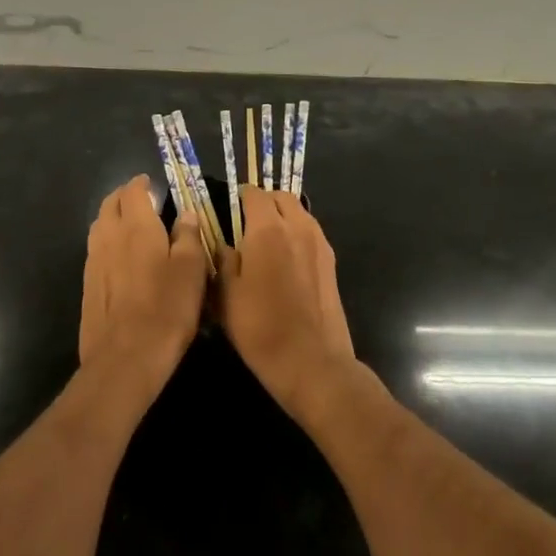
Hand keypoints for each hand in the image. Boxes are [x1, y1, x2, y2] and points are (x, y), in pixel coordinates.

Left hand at [78, 177, 207, 398]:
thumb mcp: (192, 270)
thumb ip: (188, 236)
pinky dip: (108, 242)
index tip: (153, 184)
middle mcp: (109, 236)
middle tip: (142, 200)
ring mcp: (93, 261)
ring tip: (132, 225)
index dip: (142, 184)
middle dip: (124, 197)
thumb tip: (186, 213)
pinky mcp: (87, 285)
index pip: (132, 191)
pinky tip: (121, 258)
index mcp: (136, 226)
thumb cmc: (166, 309)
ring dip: (113, 218)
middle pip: (110, 204)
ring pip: (100, 226)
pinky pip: (96, 250)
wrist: (125, 357)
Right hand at [219, 187, 356, 417]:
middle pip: (281, 197)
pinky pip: (311, 232)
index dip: (240, 196)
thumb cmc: (260, 327)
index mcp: (268, 230)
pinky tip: (285, 259)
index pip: (254, 194)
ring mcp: (319, 243)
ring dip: (283, 215)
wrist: (311, 360)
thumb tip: (225, 245)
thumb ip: (224, 261)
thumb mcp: (226, 295)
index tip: (229, 206)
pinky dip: (297, 233)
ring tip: (266, 239)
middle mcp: (298, 227)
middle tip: (247, 220)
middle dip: (264, 202)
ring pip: (300, 212)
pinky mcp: (331, 262)